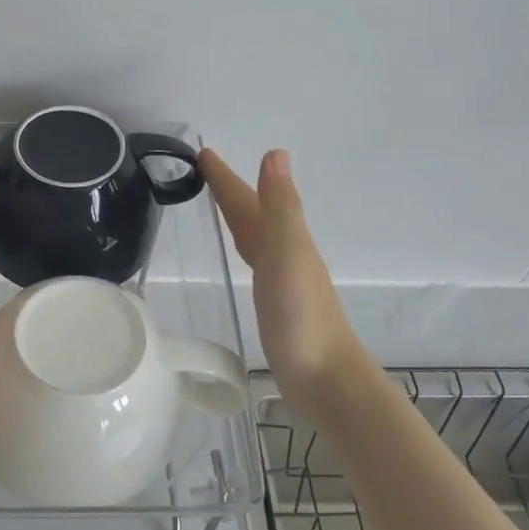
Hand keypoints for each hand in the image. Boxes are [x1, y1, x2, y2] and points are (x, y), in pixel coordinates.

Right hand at [200, 148, 362, 405]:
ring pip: (254, 236)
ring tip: (220, 206)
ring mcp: (281, 280)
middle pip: (252, 214)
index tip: (203, 152)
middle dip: (230, 191)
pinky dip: (245, 249)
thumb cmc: (302, 316)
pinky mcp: (275, 305)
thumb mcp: (287, 253)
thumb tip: (276, 152)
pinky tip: (245, 258)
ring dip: (239, 217)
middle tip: (204, 170)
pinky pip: (255, 262)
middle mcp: (283, 253)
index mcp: (283, 238)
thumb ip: (280, 206)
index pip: (248, 199)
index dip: (226, 177)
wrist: (325, 377)